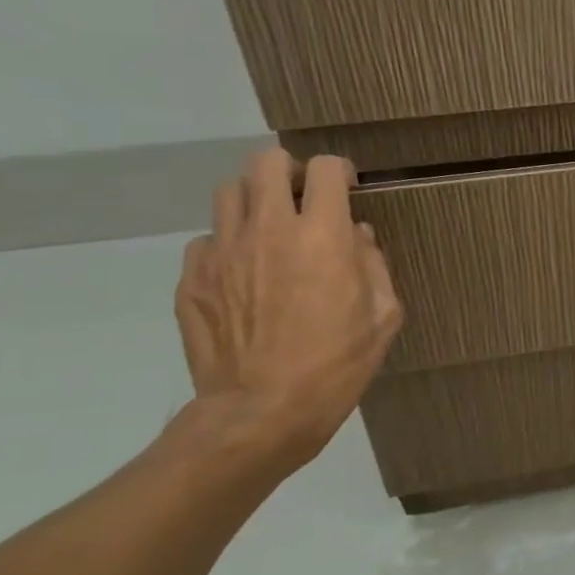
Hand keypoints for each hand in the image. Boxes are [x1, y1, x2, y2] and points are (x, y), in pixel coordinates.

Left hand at [175, 149, 403, 475]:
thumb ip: (374, 265)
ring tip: (269, 228)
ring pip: (229, 192)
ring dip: (254, 200)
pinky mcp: (191, 278)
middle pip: (266, 162)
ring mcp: (222, 251)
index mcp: (322, 236)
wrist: (261, 412)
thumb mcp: (383, 317)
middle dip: (289, 170)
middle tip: (302, 196)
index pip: (326, 169)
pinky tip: (242, 273)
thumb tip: (357, 237)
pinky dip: (228, 245)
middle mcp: (269, 229)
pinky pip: (207, 240)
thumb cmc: (336, 365)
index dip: (340, 172)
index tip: (346, 189)